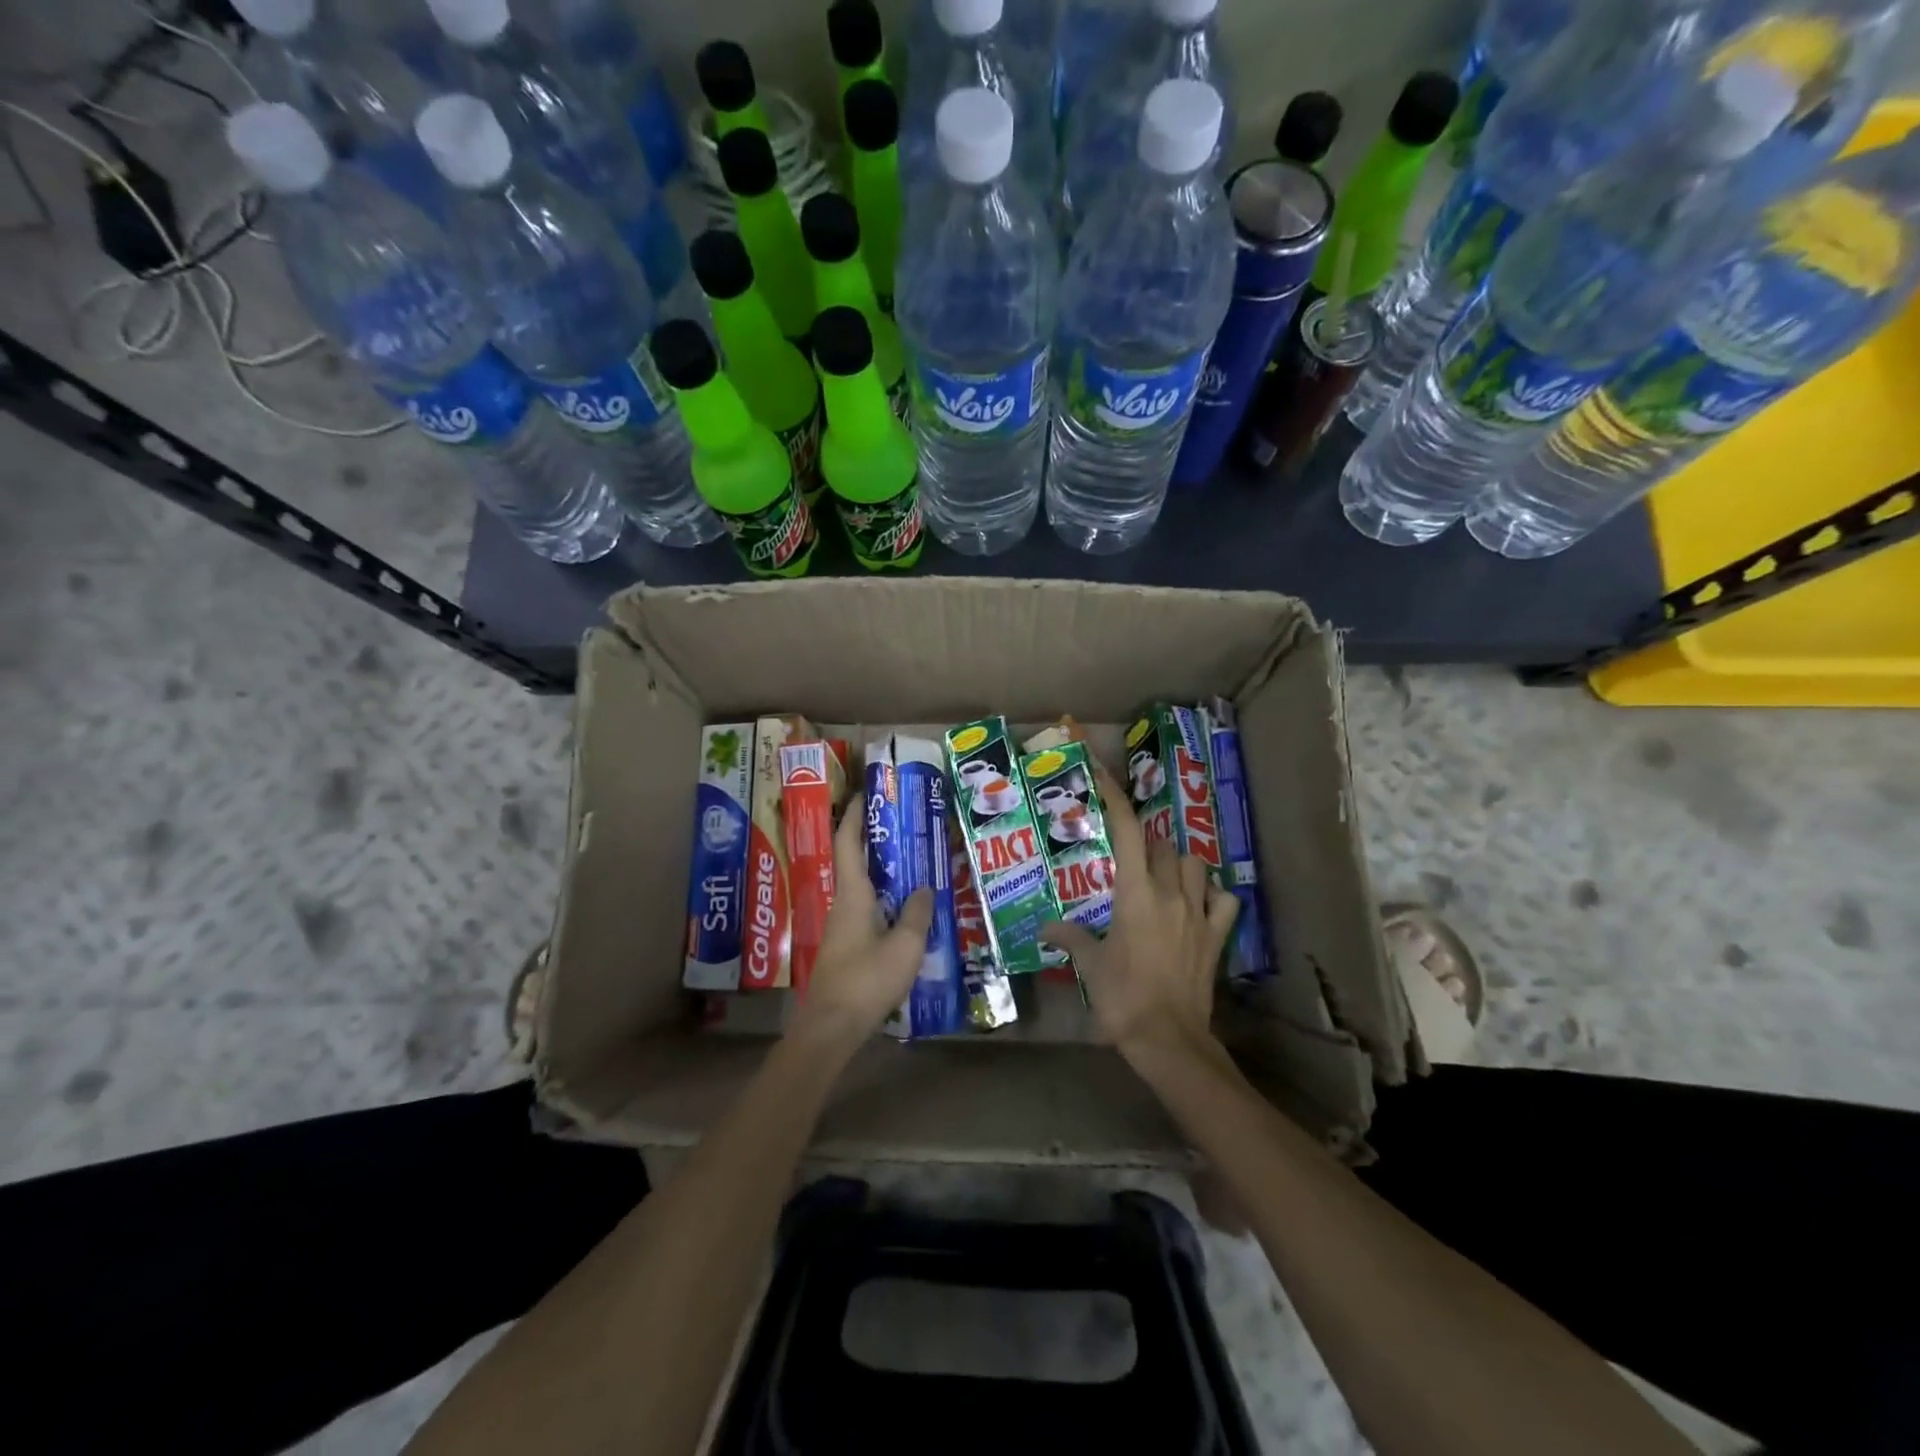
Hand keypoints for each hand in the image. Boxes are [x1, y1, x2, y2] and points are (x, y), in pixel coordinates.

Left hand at [790, 801, 932, 1051]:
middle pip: (853, 860)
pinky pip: (866, 907)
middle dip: (872, 837)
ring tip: (911, 858)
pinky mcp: (847, 945)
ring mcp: (842, 925)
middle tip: (902, 822)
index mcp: (853, 894)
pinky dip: (884, 895)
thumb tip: (925, 887)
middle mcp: (843, 903)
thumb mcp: (905, 946)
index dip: (855, 815)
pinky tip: (905, 905)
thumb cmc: (867, 980)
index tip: (866, 792)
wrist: (832, 1027)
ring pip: (861, 885)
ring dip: (881, 868)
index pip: (848, 842)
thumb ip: (917, 913)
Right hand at [1041, 759, 1238, 1065]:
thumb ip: (1069, 938)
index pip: (1128, 832)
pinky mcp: (1217, 936)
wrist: (1168, 1038)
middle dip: (1146, 843)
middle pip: (1163, 846)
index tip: (1105, 775)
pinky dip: (1214, 895)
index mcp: (1136, 894)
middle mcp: (1171, 894)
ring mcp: (1199, 914)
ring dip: (1180, 863)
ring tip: (1165, 875)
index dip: (1117, 798)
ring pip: (1197, 865)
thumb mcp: (1090, 965)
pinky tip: (1201, 903)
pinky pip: (1225, 901)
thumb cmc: (1122, 997)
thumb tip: (1044, 929)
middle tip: (1129, 857)